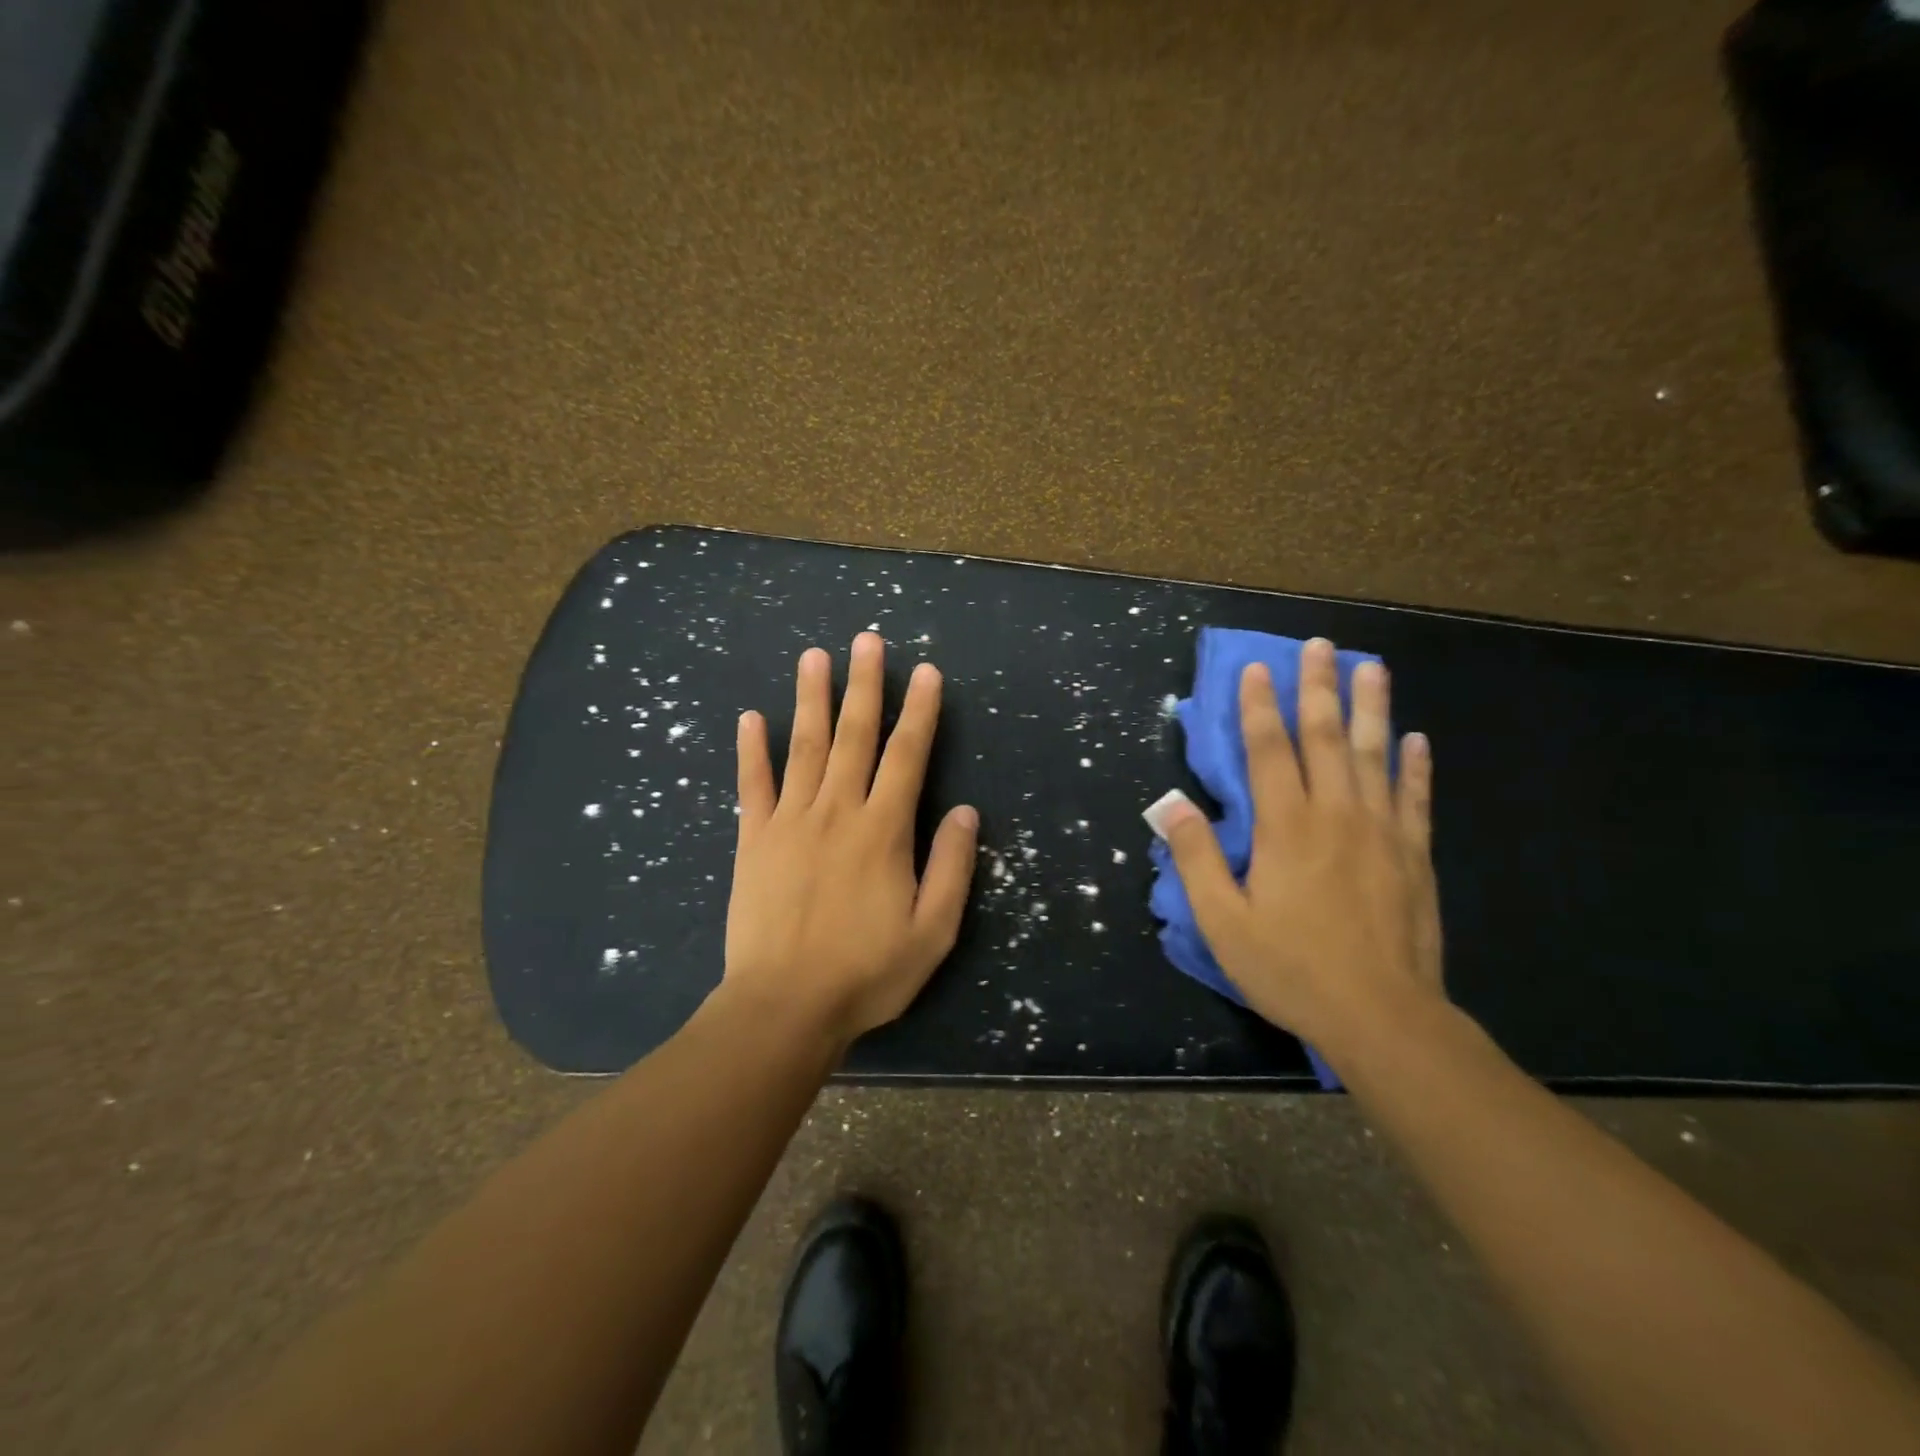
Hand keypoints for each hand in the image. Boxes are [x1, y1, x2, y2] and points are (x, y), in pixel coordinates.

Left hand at [725, 633, 978, 1048]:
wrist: (784, 1006)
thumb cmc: (866, 973)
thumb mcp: (932, 932)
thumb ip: (952, 868)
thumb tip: (966, 813)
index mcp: (883, 830)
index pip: (907, 756)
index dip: (920, 711)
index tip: (926, 672)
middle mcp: (837, 811)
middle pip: (854, 736)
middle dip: (864, 685)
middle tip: (866, 640)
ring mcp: (789, 821)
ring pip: (803, 746)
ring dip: (811, 698)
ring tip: (814, 656)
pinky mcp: (753, 840)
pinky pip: (753, 784)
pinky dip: (752, 749)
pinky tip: (751, 717)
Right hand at [1158, 638, 1442, 1063]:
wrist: (1383, 1017)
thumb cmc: (1292, 968)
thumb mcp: (1223, 921)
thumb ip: (1196, 858)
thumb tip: (1169, 806)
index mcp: (1286, 826)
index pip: (1269, 750)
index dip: (1259, 706)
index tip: (1258, 668)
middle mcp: (1337, 814)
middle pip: (1326, 736)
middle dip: (1319, 686)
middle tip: (1320, 644)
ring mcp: (1382, 831)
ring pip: (1375, 754)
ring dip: (1371, 707)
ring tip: (1371, 667)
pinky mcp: (1414, 855)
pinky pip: (1415, 798)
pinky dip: (1415, 765)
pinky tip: (1415, 739)